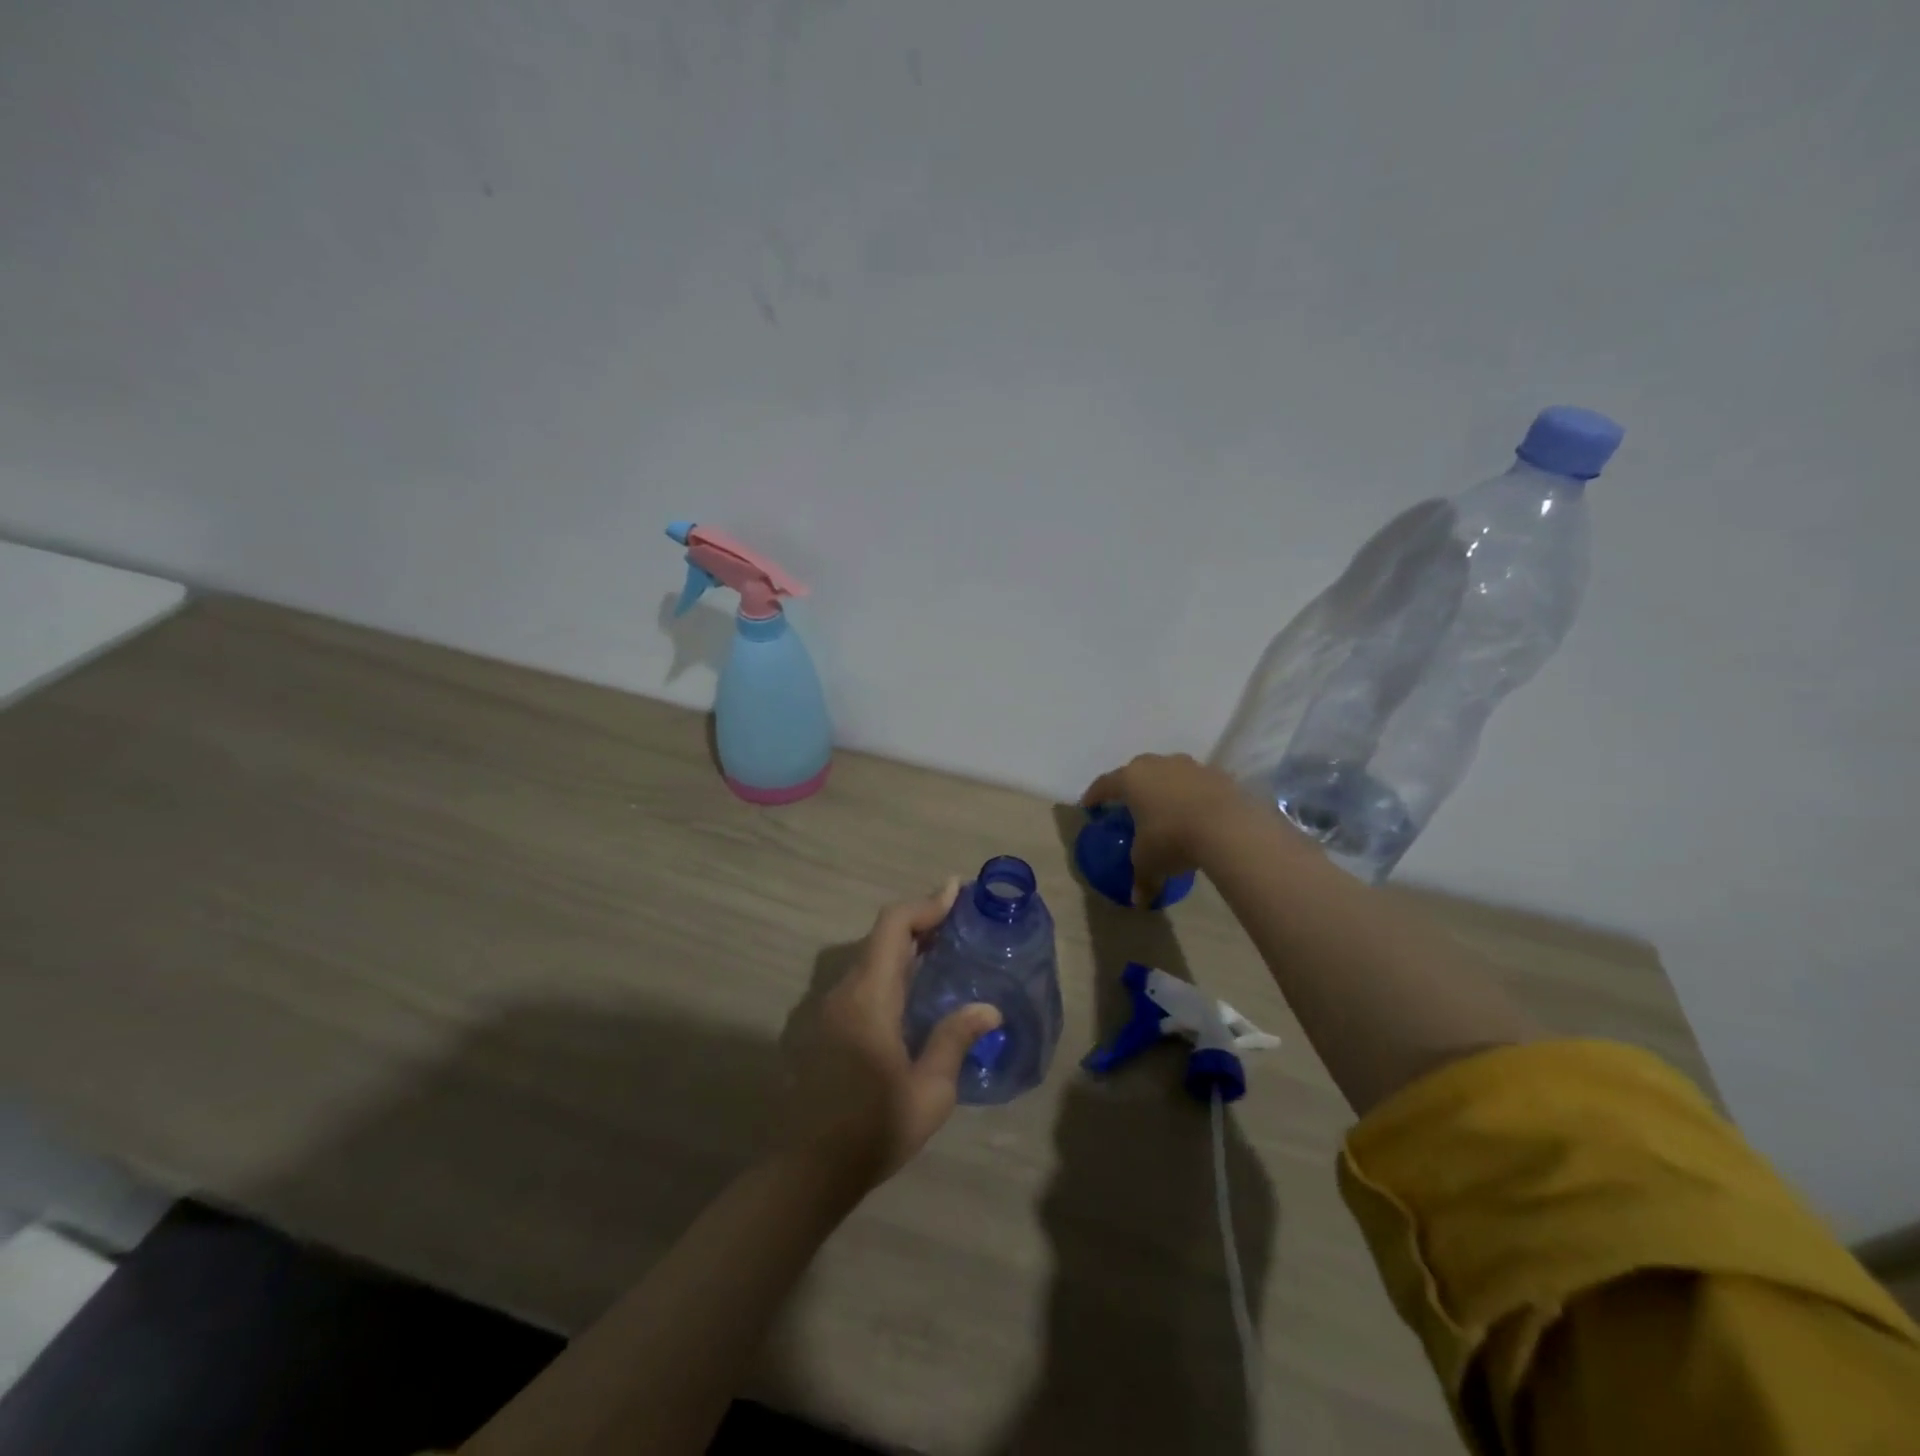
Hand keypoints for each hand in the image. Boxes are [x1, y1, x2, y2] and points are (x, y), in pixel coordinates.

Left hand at [778, 880, 1002, 1189]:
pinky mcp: (825, 1028)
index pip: (894, 927)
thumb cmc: (873, 1128)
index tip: (956, 890)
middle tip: (958, 922)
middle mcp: (845, 993)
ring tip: (942, 953)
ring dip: (903, 947)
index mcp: (870, 997)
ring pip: (869, 959)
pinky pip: (861, 982)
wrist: (808, 1170)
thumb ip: (955, 1040)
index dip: (925, 904)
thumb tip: (988, 1008)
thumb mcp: (929, 1090)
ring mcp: (829, 1010)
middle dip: (920, 922)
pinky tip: (912, 994)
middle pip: (881, 937)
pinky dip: (889, 971)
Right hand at [1080, 753, 1252, 904]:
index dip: (1094, 795)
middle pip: (1137, 771)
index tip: (1089, 805)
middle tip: (1130, 805)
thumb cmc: (1172, 839)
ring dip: (1164, 787)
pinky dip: (1192, 795)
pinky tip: (1197, 813)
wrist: (1227, 827)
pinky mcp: (1216, 774)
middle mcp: (1156, 764)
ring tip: (1167, 809)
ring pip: (1169, 773)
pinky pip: (1196, 783)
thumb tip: (1138, 901)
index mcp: (1131, 780)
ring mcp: (1189, 765)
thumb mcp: (1149, 863)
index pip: (1104, 784)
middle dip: (1132, 787)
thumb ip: (1141, 878)